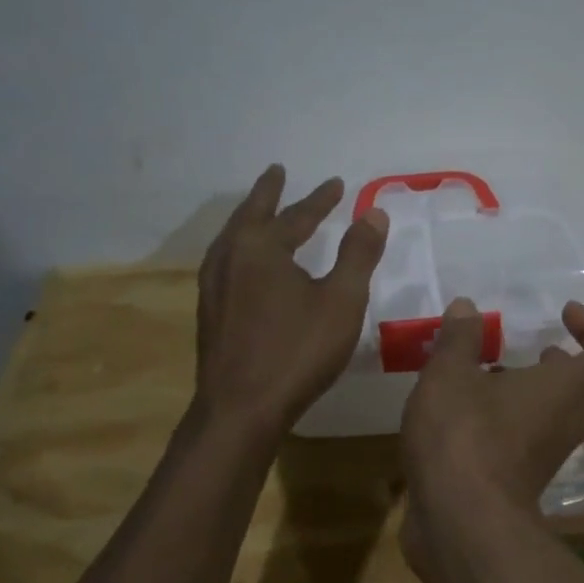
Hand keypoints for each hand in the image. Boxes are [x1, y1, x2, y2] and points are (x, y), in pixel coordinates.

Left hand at [194, 165, 387, 435]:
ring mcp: (214, 285)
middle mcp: (230, 257)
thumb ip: (358, 254)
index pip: (297, 215)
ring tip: (260, 210)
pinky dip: (241, 245)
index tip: (336, 184)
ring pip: (233, 237)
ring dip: (251, 217)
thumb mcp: (341, 300)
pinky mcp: (210, 310)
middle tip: (277, 173)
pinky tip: (246, 261)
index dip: (320, 199)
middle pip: (252, 215)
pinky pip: (226, 260)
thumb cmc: (297, 351)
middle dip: (268, 193)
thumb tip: (374, 213)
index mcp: (261, 247)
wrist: (240, 409)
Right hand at [399, 296, 583, 519]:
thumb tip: (467, 307)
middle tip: (540, 354)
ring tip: (492, 375)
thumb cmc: (465, 435)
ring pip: (560, 420)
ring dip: (536, 395)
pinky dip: (511, 423)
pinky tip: (468, 412)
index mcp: (567, 389)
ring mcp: (547, 457)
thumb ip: (460, 338)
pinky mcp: (522, 483)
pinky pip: (530, 443)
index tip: (564, 314)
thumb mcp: (451, 373)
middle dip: (569, 369)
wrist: (460, 524)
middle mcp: (567, 422)